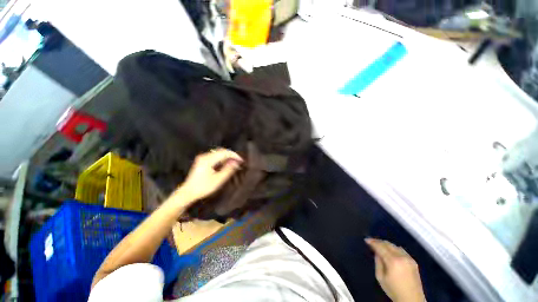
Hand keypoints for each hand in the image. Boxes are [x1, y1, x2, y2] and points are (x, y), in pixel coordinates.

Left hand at [175, 148, 242, 203]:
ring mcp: (203, 158)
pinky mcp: (202, 160)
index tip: (241, 160)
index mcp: (208, 160)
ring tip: (234, 163)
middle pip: (221, 151)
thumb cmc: (203, 187)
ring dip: (227, 157)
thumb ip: (228, 170)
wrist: (188, 192)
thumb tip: (236, 162)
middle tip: (239, 161)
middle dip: (231, 155)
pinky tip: (226, 164)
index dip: (234, 155)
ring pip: (218, 153)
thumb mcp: (218, 180)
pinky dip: (222, 159)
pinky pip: (215, 156)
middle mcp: (205, 156)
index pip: (224, 153)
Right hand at [365, 238, 425, 301]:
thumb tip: (377, 253)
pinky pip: (401, 250)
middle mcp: (402, 257)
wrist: (412, 299)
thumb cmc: (394, 290)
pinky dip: (394, 248)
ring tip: (380, 246)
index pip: (380, 246)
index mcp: (393, 261)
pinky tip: (391, 252)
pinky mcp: (413, 261)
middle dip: (379, 242)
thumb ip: (378, 263)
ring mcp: (409, 259)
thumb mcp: (380, 277)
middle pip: (388, 244)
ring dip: (387, 244)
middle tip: (372, 242)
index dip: (373, 242)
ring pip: (395, 246)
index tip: (366, 240)